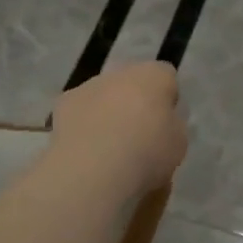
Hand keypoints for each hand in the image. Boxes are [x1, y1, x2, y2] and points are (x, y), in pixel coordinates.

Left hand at [52, 62, 186, 195]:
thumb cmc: (147, 153)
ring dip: (108, 112)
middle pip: (133, 83)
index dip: (167, 98)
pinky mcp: (64, 104)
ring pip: (104, 95)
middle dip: (135, 103)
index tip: (166, 123)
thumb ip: (172, 125)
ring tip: (109, 148)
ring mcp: (89, 86)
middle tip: (139, 136)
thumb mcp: (178, 143)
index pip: (166, 76)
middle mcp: (120, 72)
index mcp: (154, 76)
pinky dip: (84, 125)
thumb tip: (162, 122)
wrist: (94, 170)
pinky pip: (81, 111)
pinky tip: (87, 150)